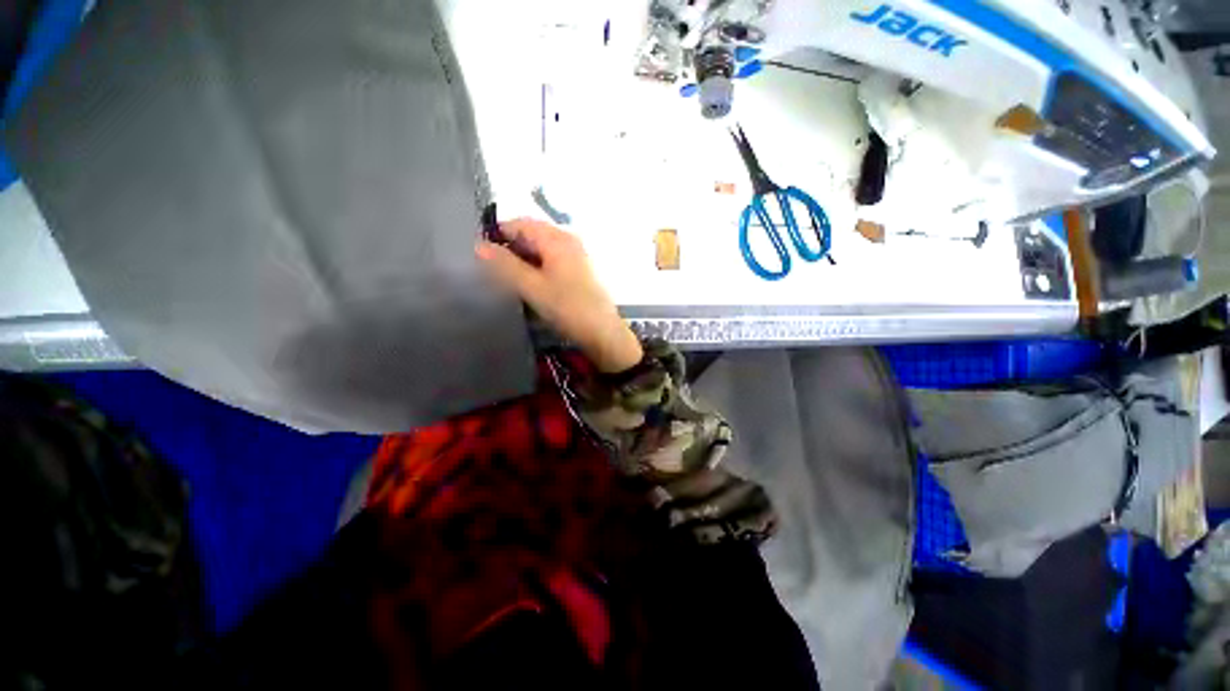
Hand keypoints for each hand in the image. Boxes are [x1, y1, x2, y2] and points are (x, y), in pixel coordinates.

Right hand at [477, 218, 642, 372]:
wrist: (602, 331)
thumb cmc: (567, 307)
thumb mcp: (532, 287)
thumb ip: (505, 265)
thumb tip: (479, 246)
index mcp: (556, 238)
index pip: (519, 223)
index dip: (497, 235)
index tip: (480, 255)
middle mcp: (568, 241)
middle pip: (531, 235)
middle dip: (510, 249)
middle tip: (492, 271)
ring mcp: (575, 255)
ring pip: (541, 250)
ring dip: (523, 261)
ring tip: (508, 280)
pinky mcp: (578, 271)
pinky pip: (551, 261)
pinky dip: (537, 269)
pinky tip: (529, 286)